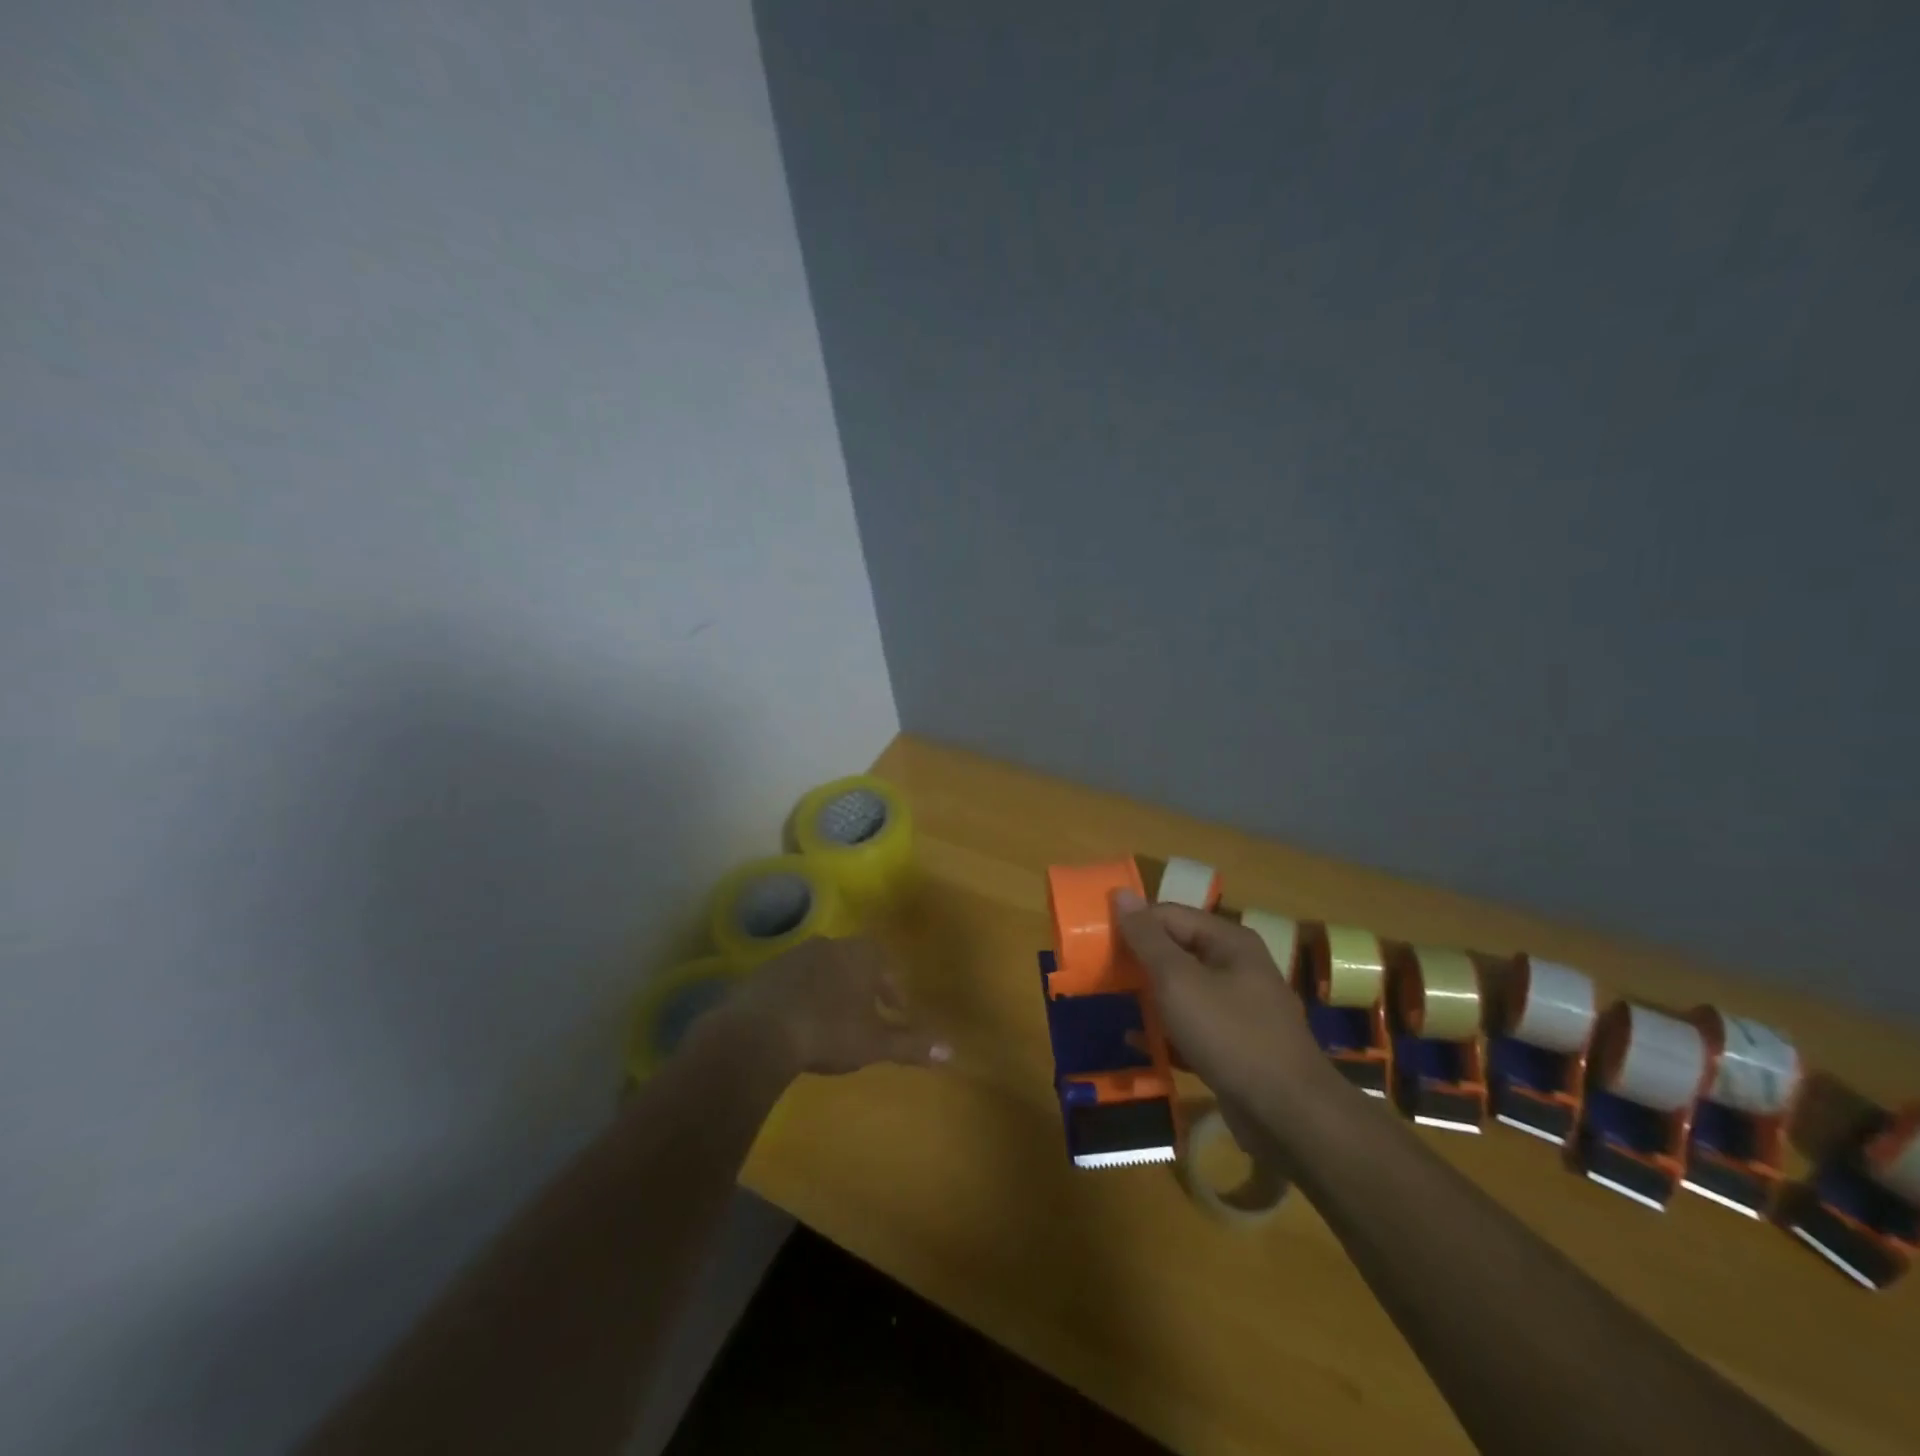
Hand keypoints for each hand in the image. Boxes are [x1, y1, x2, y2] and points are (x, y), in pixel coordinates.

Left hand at [698, 936, 950, 1079]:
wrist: (759, 1032)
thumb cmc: (829, 1031)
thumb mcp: (874, 1043)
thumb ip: (911, 1043)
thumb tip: (951, 1050)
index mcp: (859, 954)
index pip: (884, 962)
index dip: (891, 987)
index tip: (895, 1010)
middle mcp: (828, 944)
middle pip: (852, 961)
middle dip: (861, 986)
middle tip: (865, 1015)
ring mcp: (792, 955)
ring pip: (821, 968)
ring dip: (829, 989)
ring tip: (831, 1020)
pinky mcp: (763, 972)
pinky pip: (791, 981)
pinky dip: (800, 996)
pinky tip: (797, 1022)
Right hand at [1112, 889, 1325, 1119]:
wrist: (1289, 1114)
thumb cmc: (1229, 1034)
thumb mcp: (1178, 980)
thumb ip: (1147, 938)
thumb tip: (1121, 893)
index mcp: (1229, 941)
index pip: (1169, 915)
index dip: (1133, 924)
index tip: (1098, 942)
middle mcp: (1238, 967)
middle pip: (1177, 951)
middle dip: (1139, 961)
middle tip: (1100, 973)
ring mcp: (1240, 1009)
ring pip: (1184, 991)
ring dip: (1149, 996)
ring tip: (1112, 1003)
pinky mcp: (1237, 1046)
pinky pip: (1193, 1027)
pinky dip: (1166, 1031)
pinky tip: (1137, 1042)